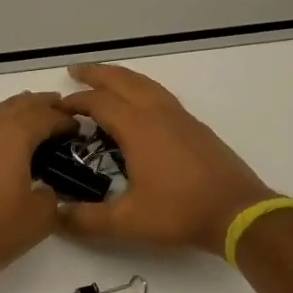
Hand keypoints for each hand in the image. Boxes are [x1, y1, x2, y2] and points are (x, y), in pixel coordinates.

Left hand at [0, 91, 76, 276]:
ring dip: (18, 114)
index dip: (66, 119)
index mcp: (14, 134)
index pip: (47, 116)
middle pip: (20, 104)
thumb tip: (46, 189)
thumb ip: (51, 198)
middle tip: (60, 111)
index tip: (80, 129)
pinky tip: (1, 148)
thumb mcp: (37, 220)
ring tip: (33, 125)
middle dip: (42, 105)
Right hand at [58, 64, 274, 255]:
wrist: (237, 211)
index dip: (75, 101)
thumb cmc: (180, 212)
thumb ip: (87, 219)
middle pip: (123, 80)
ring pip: (146, 84)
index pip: (99, 102)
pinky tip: (140, 105)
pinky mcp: (196, 127)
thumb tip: (55, 216)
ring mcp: (181, 117)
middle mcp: (159, 113)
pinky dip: (141, 90)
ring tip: (105, 80)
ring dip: (121, 77)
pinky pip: (161, 95)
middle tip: (75, 70)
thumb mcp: (127, 221)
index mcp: (138, 127)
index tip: (57, 107)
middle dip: (97, 73)